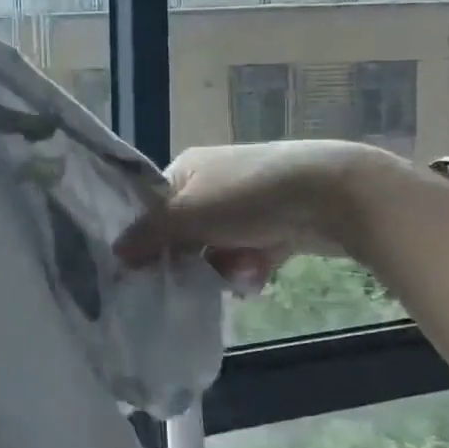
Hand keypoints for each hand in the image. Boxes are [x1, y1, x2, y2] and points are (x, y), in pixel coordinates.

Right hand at [113, 139, 397, 281]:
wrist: (333, 195)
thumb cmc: (250, 197)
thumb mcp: (189, 215)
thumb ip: (149, 235)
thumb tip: (114, 252)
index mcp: (188, 168)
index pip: (153, 207)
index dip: (147, 238)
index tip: (144, 270)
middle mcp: (214, 182)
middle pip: (185, 233)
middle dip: (194, 260)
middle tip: (197, 279)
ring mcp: (248, 203)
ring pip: (219, 249)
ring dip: (227, 268)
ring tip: (245, 274)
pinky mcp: (278, 223)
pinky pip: (251, 254)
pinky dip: (253, 267)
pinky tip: (262, 274)